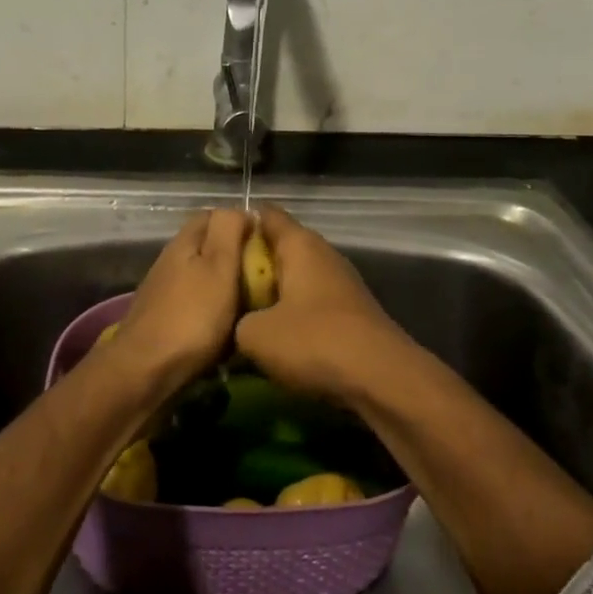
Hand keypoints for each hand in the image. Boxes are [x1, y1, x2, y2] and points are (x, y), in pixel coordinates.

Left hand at [100, 209, 250, 391]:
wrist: (147, 371)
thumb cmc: (192, 317)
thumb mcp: (219, 266)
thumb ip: (228, 231)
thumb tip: (242, 209)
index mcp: (185, 243)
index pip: (213, 216)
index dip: (241, 223)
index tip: (269, 243)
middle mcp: (171, 262)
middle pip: (208, 248)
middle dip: (237, 258)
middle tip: (268, 276)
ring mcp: (165, 293)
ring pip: (204, 278)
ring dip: (227, 287)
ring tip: (255, 304)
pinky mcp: (165, 321)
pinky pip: (198, 306)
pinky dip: (215, 312)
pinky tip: (229, 328)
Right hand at [235, 206, 420, 399]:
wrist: (381, 379)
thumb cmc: (313, 342)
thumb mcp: (253, 335)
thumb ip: (236, 320)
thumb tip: (240, 324)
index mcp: (299, 244)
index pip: (265, 214)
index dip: (237, 223)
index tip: (211, 242)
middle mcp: (322, 254)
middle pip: (278, 248)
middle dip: (249, 264)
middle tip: (217, 284)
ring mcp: (339, 283)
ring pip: (293, 278)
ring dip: (269, 293)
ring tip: (239, 313)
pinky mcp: (349, 312)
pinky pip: (308, 302)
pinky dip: (290, 314)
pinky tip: (273, 337)